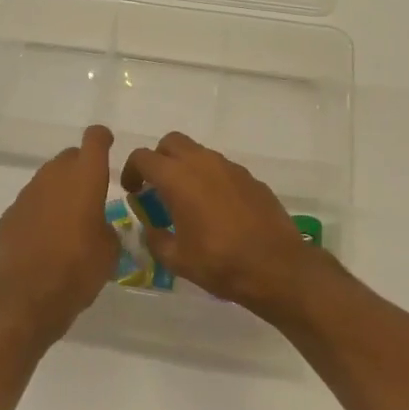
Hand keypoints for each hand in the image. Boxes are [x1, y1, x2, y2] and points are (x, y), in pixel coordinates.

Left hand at [0, 124, 119, 335]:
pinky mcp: (9, 215)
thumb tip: (98, 225)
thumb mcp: (109, 251)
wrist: (27, 298)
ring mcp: (27, 195)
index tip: (108, 145)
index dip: (102, 138)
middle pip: (69, 157)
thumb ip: (106, 227)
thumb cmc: (78, 270)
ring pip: (48, 179)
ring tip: (70, 218)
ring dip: (60, 190)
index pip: (95, 140)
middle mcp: (54, 177)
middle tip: (93, 192)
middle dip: (82, 167)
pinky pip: (32, 203)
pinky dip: (41, 211)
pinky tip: (46, 236)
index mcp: (85, 179)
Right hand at [122, 132, 327, 320]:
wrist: (277, 266)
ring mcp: (230, 168)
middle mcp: (203, 163)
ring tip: (186, 200)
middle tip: (157, 187)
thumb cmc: (220, 263)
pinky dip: (210, 179)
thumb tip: (151, 228)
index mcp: (178, 178)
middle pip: (171, 142)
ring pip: (199, 153)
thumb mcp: (176, 259)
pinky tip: (215, 209)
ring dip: (186, 167)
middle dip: (159, 159)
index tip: (133, 191)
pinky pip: (222, 168)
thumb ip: (155, 239)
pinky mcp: (251, 178)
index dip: (131, 171)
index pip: (143, 157)